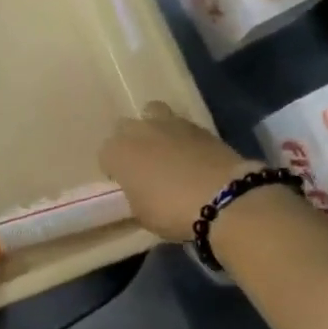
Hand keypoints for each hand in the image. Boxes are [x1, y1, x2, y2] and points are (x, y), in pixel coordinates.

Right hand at [99, 102, 251, 242]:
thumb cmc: (170, 211)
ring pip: (153, 115)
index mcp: (117, 152)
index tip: (126, 185)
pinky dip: (182, 138)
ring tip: (167, 152)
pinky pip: (181, 126)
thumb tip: (141, 189)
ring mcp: (170, 123)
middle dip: (131, 143)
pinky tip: (192, 156)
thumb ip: (135, 194)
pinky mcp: (199, 125)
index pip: (105, 155)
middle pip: (126, 128)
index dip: (114, 170)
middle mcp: (139, 130)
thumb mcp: (141, 213)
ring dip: (155, 130)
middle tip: (144, 166)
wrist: (222, 198)